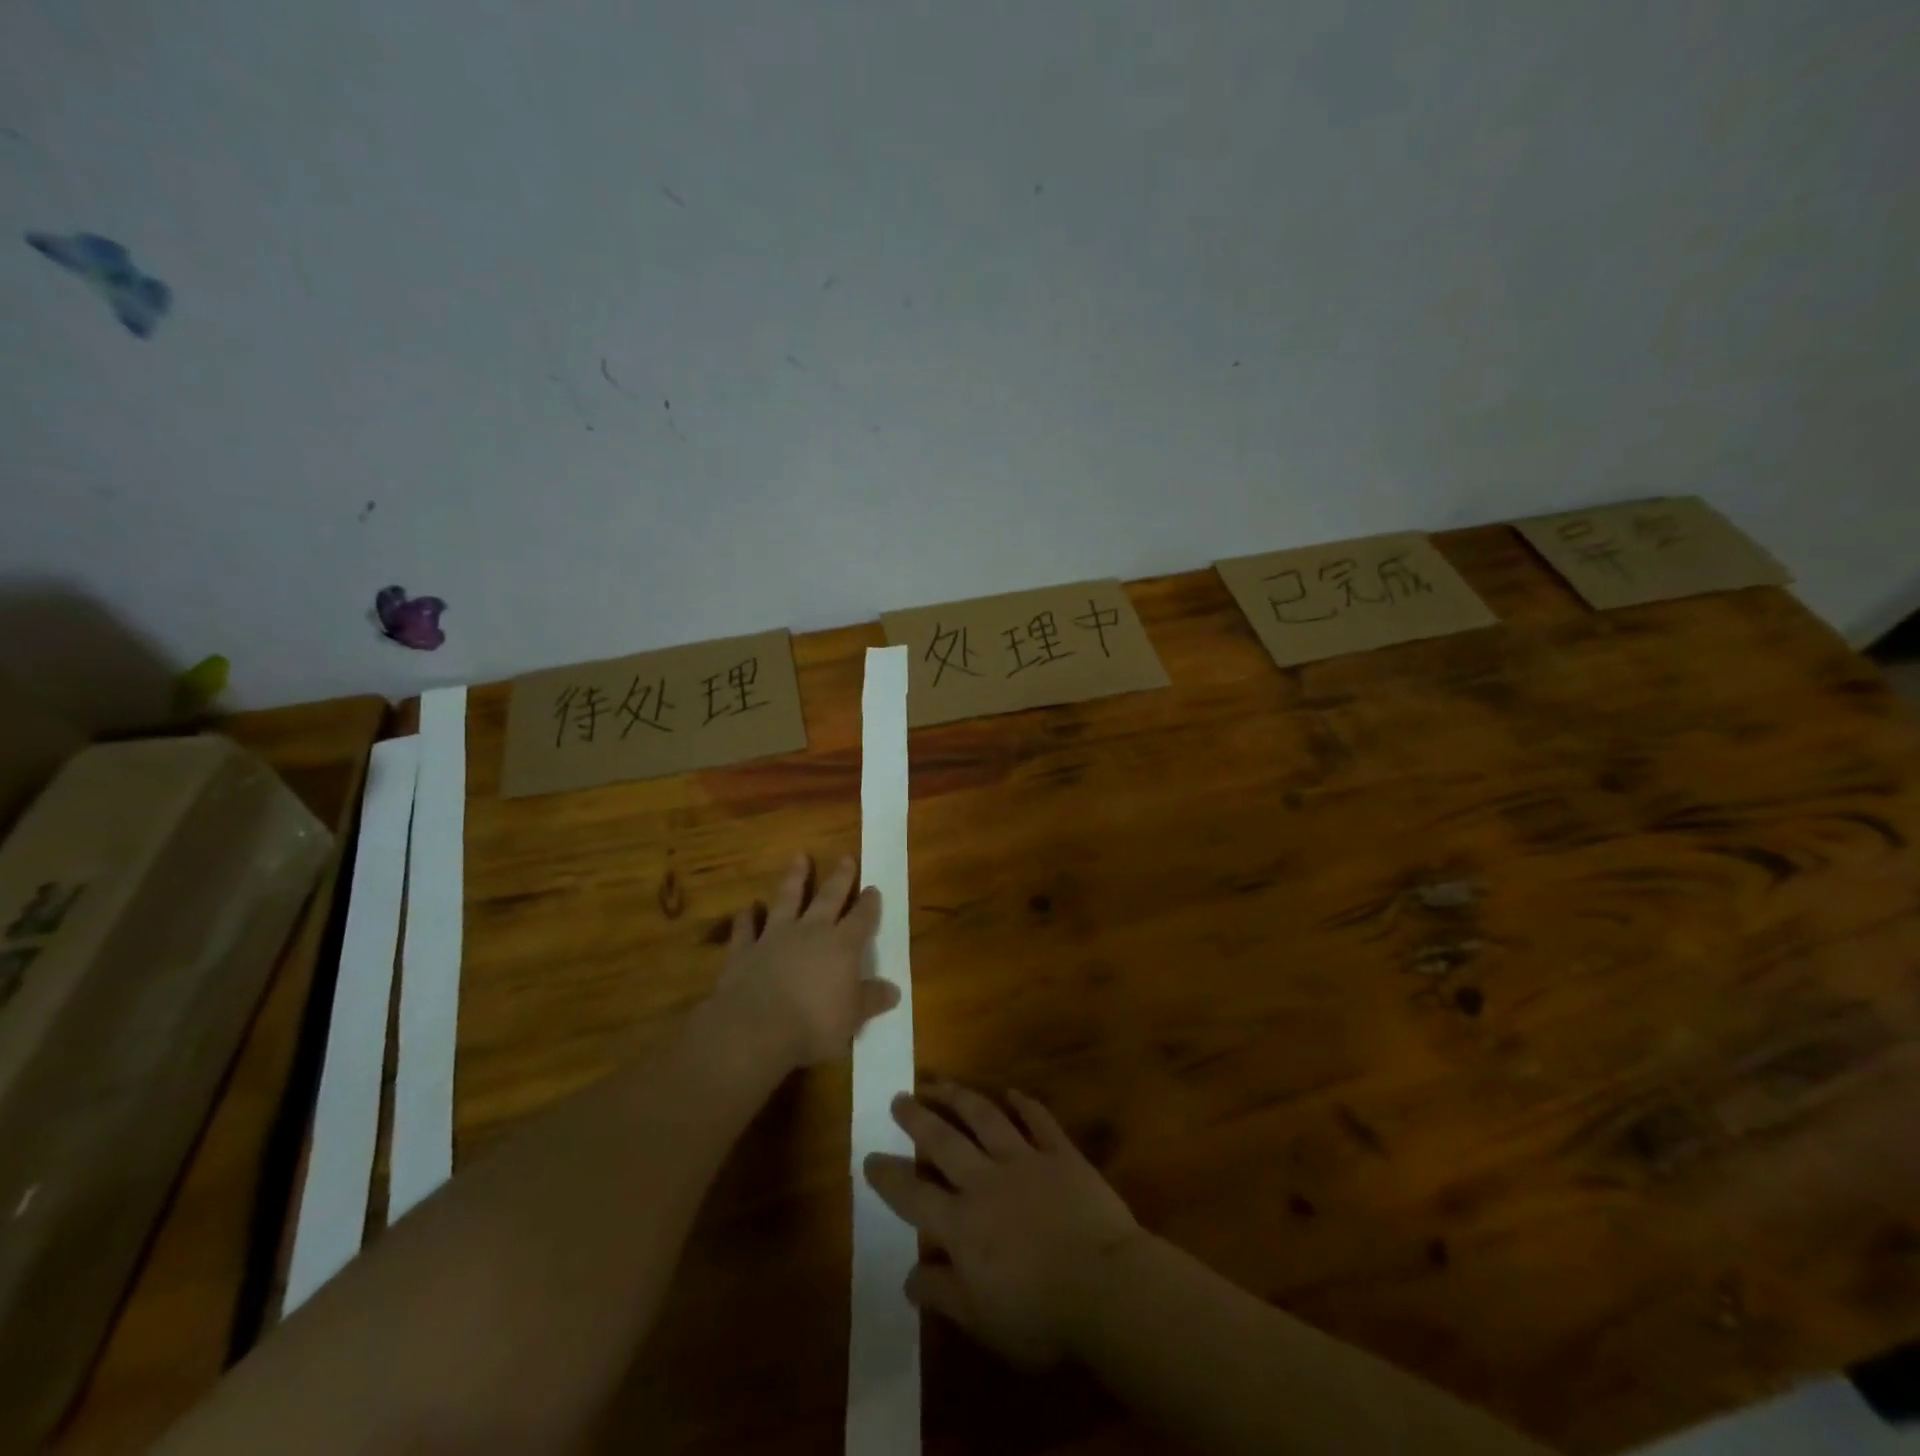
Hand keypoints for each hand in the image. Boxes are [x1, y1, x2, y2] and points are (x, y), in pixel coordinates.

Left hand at [712, 855, 897, 1070]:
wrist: (755, 1028)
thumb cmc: (813, 1024)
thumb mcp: (852, 1017)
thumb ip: (871, 1000)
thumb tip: (894, 990)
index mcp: (842, 946)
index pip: (861, 918)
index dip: (869, 903)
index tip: (873, 888)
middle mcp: (810, 932)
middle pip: (828, 898)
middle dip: (839, 878)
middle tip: (845, 857)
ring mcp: (774, 937)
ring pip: (786, 900)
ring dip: (794, 879)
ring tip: (800, 858)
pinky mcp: (744, 951)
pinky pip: (746, 929)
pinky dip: (746, 918)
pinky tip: (747, 908)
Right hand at [865, 1085, 1140, 1368]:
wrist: (1105, 1286)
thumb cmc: (1041, 1315)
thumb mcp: (982, 1320)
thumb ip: (943, 1293)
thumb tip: (908, 1275)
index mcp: (962, 1225)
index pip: (914, 1196)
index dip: (889, 1177)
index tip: (869, 1157)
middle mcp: (986, 1182)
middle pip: (944, 1142)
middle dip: (918, 1118)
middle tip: (899, 1098)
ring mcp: (1025, 1161)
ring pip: (985, 1118)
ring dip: (959, 1097)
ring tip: (940, 1083)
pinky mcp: (1061, 1154)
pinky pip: (1039, 1121)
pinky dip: (1025, 1104)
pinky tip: (1013, 1092)